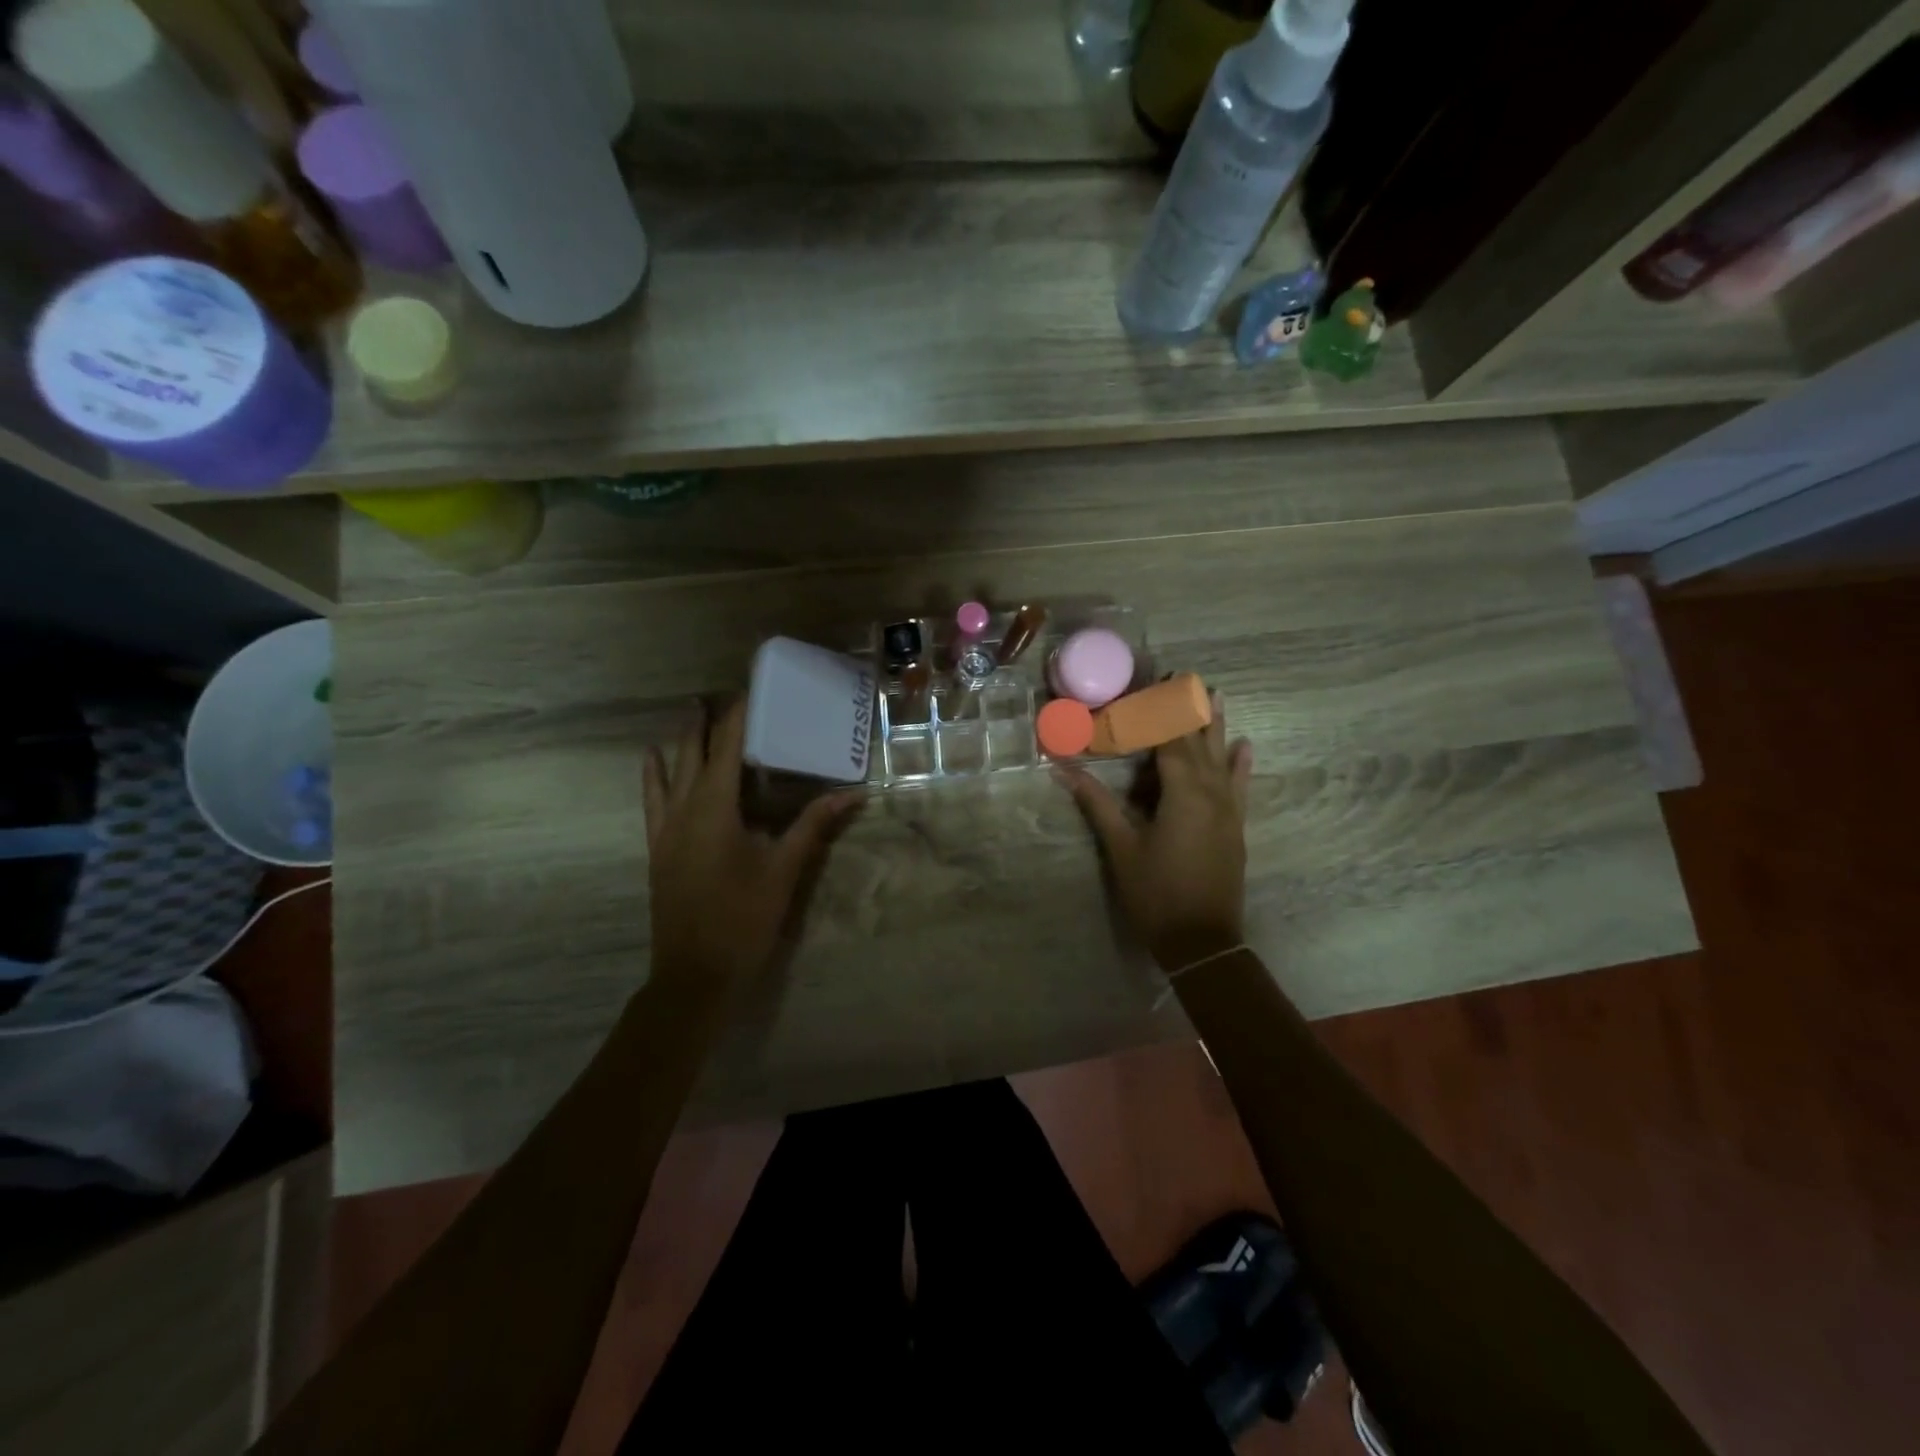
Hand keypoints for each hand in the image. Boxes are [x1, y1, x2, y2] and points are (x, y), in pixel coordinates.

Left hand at [643, 700, 861, 997]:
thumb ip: (814, 826)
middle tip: (723, 693)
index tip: (750, 687)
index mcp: (716, 808)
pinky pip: (652, 799)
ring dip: (680, 740)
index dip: (738, 715)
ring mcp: (665, 829)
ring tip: (690, 711)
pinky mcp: (658, 848)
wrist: (695, 974)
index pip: (728, 747)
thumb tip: (854, 793)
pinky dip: (653, 774)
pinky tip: (652, 761)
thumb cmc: (744, 918)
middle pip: (694, 752)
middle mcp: (684, 809)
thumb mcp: (785, 870)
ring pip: (668, 771)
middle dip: (708, 720)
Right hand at [1057, 690, 1251, 974]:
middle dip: (1187, 707)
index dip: (1157, 709)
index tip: (1149, 682)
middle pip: (1197, 740)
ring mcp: (1228, 808)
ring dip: (1216, 724)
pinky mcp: (1235, 825)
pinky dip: (1241, 764)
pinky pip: (1240, 785)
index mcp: (1182, 792)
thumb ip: (1096, 802)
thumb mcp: (1121, 846)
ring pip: (1222, 756)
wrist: (1203, 940)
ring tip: (1216, 692)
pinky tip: (1245, 745)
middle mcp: (1211, 791)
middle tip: (1182, 675)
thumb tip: (1061, 768)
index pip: (1169, 738)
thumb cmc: (1156, 893)